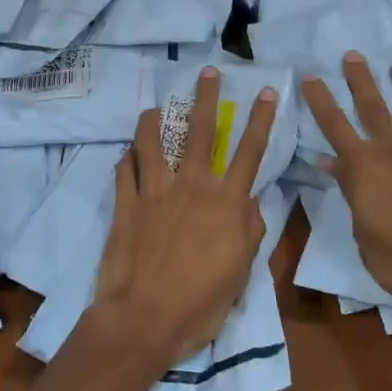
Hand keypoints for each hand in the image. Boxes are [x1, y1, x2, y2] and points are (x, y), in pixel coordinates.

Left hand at [87, 67, 279, 372]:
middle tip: (207, 72)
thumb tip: (251, 202)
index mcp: (225, 203)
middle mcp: (191, 187)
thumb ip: (249, 231)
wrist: (144, 318)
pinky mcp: (126, 204)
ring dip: (154, 120)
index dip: (260, 120)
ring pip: (154, 143)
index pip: (249, 153)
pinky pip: (125, 171)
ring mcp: (155, 192)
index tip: (266, 92)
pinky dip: (127, 158)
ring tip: (154, 106)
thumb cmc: (200, 302)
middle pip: (201, 133)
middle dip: (206, 99)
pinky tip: (127, 152)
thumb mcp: (240, 272)